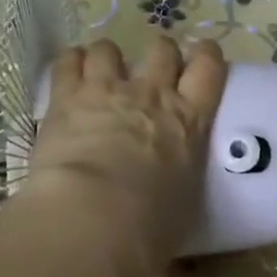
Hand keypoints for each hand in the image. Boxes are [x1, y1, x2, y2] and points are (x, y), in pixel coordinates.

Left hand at [26, 38, 226, 276]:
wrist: (94, 218)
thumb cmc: (149, 228)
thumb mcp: (183, 205)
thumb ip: (180, 182)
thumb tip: (174, 205)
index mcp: (189, 121)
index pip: (210, 69)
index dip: (208, 55)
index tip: (203, 56)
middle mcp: (152, 94)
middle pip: (162, 50)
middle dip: (160, 53)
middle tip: (153, 71)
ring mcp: (107, 90)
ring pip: (110, 48)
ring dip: (108, 58)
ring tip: (101, 73)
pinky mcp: (67, 97)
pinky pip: (68, 61)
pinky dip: (70, 63)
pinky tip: (69, 73)